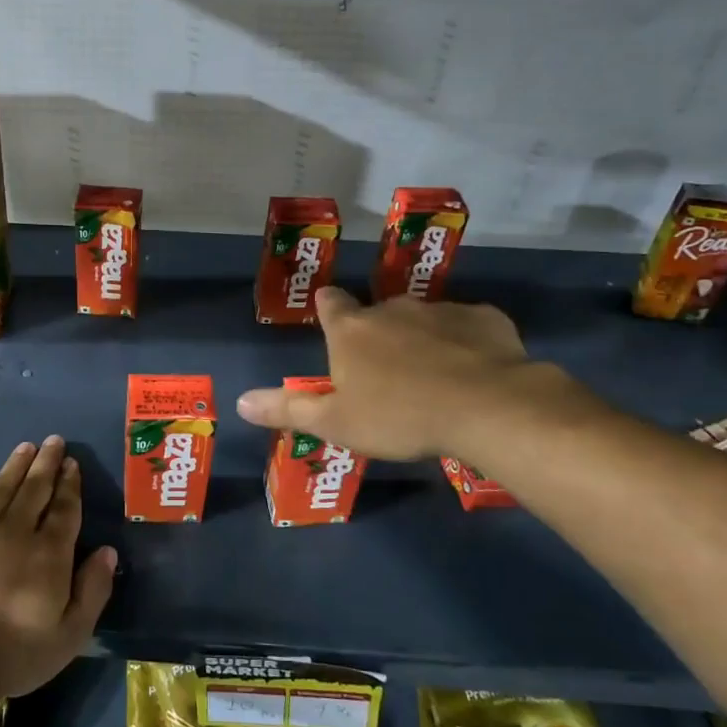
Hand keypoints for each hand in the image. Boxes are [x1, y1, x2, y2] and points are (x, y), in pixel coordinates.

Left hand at [0, 436, 116, 699]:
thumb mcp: (71, 633)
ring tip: (26, 447)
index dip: (70, 484)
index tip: (72, 463)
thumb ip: (93, 589)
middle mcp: (16, 532)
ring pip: (1, 489)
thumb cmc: (16, 653)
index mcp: (49, 553)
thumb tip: (108, 551)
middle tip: (53, 440)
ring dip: (16, 466)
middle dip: (46, 463)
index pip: (64, 509)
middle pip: (34, 489)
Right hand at [235, 286, 542, 460]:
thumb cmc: (399, 416)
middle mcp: (392, 309)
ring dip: (423, 340)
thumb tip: (239, 401)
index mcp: (352, 330)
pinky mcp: (485, 318)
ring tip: (435, 378)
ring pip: (424, 320)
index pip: (330, 304)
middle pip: (378, 314)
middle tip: (388, 373)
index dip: (328, 309)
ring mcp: (441, 309)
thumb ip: (287, 410)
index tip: (330, 317)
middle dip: (379, 336)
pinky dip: (466, 344)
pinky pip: (468, 328)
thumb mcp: (335, 422)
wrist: (486, 408)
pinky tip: (475, 373)